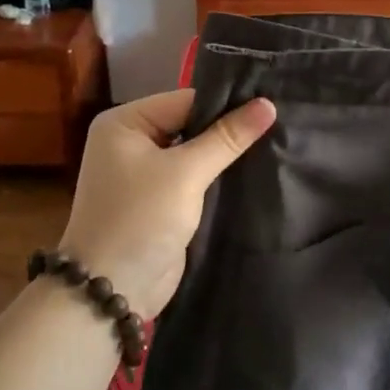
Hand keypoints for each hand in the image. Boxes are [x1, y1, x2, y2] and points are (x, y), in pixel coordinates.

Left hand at [57, 89, 276, 316]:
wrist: (111, 289)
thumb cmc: (141, 219)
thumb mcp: (185, 173)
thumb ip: (226, 138)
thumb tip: (268, 104)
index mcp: (124, 122)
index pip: (184, 100)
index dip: (225, 104)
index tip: (269, 106)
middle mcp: (129, 141)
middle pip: (187, 124)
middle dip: (226, 129)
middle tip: (277, 125)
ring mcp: (142, 173)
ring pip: (192, 152)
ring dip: (222, 155)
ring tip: (273, 145)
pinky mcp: (157, 200)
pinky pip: (190, 178)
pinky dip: (214, 177)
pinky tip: (250, 173)